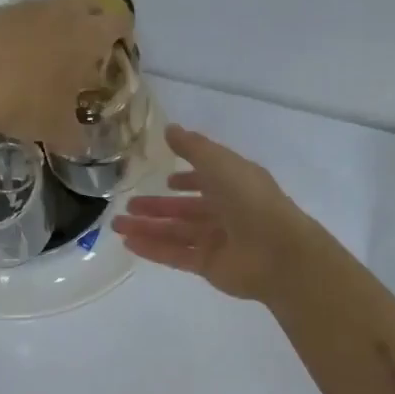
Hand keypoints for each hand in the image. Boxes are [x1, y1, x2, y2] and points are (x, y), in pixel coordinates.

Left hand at [0, 0, 132, 153]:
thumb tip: (81, 146)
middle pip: (91, 5)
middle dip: (94, 24)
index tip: (118, 55)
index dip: (124, 37)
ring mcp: (30, 6)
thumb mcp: (58, 130)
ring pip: (56, 6)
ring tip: (50, 55)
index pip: (121, 22)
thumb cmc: (27, 103)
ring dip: (59, 24)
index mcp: (90, 35)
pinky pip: (24, 15)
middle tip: (88, 53)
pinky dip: (27, 30)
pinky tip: (15, 56)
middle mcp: (65, 12)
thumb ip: (76, 137)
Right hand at [112, 126, 321, 301]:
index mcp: (234, 184)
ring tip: (117, 224)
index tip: (167, 178)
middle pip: (186, 209)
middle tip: (129, 204)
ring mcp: (217, 240)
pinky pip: (175, 254)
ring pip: (176, 232)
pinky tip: (129, 243)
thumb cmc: (250, 199)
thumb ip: (192, 147)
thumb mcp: (219, 162)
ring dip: (147, 227)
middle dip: (158, 206)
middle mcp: (226, 211)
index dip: (188, 178)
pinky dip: (153, 248)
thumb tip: (169, 128)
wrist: (277, 252)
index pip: (207, 179)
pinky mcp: (208, 265)